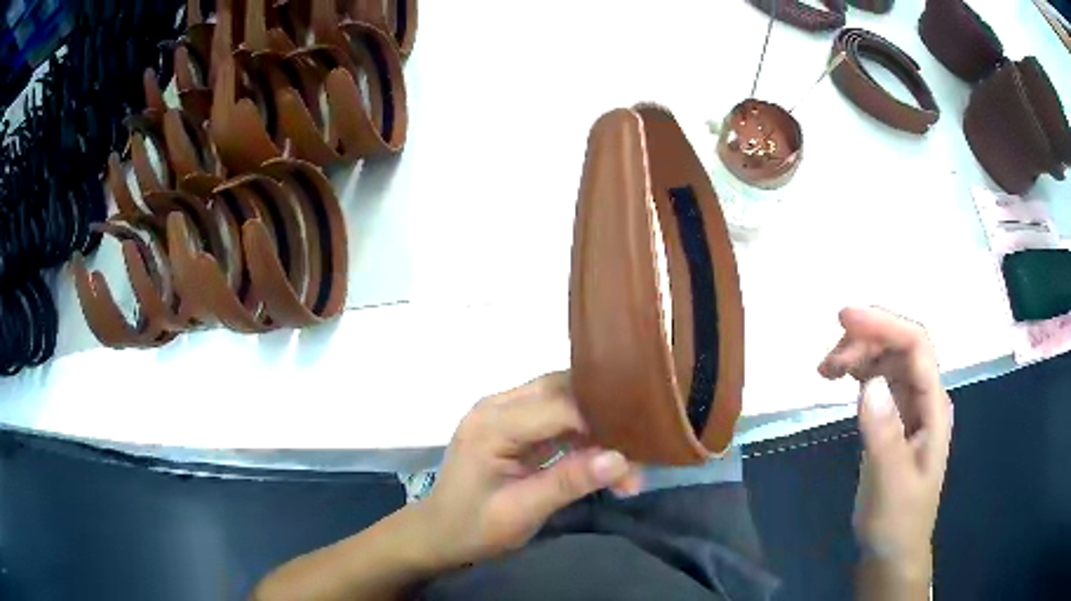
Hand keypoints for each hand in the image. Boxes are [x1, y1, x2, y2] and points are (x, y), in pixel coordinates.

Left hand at [417, 372, 640, 567]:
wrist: (438, 534)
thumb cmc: (473, 528)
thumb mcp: (521, 512)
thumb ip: (569, 482)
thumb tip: (621, 459)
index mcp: (493, 424)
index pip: (560, 406)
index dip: (602, 422)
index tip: (638, 450)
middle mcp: (498, 406)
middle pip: (563, 391)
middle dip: (604, 418)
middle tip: (638, 449)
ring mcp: (503, 413)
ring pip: (563, 400)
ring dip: (596, 427)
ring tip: (627, 460)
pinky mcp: (512, 425)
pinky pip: (555, 418)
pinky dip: (582, 436)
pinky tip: (603, 459)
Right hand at [819, 307, 952, 578]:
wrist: (892, 551)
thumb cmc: (897, 522)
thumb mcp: (891, 485)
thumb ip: (884, 435)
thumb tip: (869, 383)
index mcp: (934, 407)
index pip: (916, 347)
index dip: (884, 324)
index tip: (844, 318)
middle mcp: (924, 397)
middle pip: (900, 346)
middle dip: (866, 341)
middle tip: (827, 365)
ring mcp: (908, 406)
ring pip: (886, 359)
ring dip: (858, 354)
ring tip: (825, 371)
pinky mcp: (892, 418)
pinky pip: (876, 379)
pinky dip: (856, 371)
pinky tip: (837, 379)